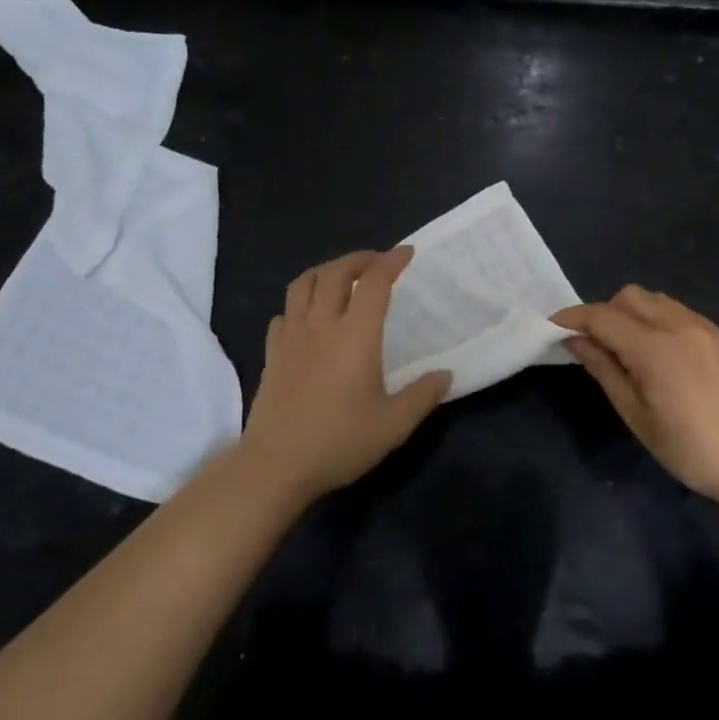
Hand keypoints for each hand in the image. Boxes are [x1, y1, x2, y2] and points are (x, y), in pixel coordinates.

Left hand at [239, 246, 450, 501]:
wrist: (275, 467)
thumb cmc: (339, 442)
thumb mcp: (394, 425)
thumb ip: (423, 396)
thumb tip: (446, 375)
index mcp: (356, 335)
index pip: (374, 282)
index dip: (392, 261)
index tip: (407, 253)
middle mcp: (322, 325)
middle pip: (335, 272)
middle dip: (358, 259)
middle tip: (377, 263)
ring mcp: (291, 338)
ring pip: (303, 284)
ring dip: (325, 271)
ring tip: (341, 278)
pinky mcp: (272, 354)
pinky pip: (283, 314)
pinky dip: (299, 305)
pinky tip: (308, 318)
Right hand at [553, 286, 718, 504]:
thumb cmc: (692, 448)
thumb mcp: (638, 416)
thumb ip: (605, 371)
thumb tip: (576, 342)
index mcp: (653, 346)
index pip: (601, 316)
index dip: (573, 317)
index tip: (554, 327)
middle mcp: (678, 324)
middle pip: (629, 296)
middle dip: (605, 312)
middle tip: (598, 347)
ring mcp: (704, 326)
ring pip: (656, 300)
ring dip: (633, 314)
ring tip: (632, 351)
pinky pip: (679, 312)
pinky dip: (660, 321)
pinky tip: (664, 356)